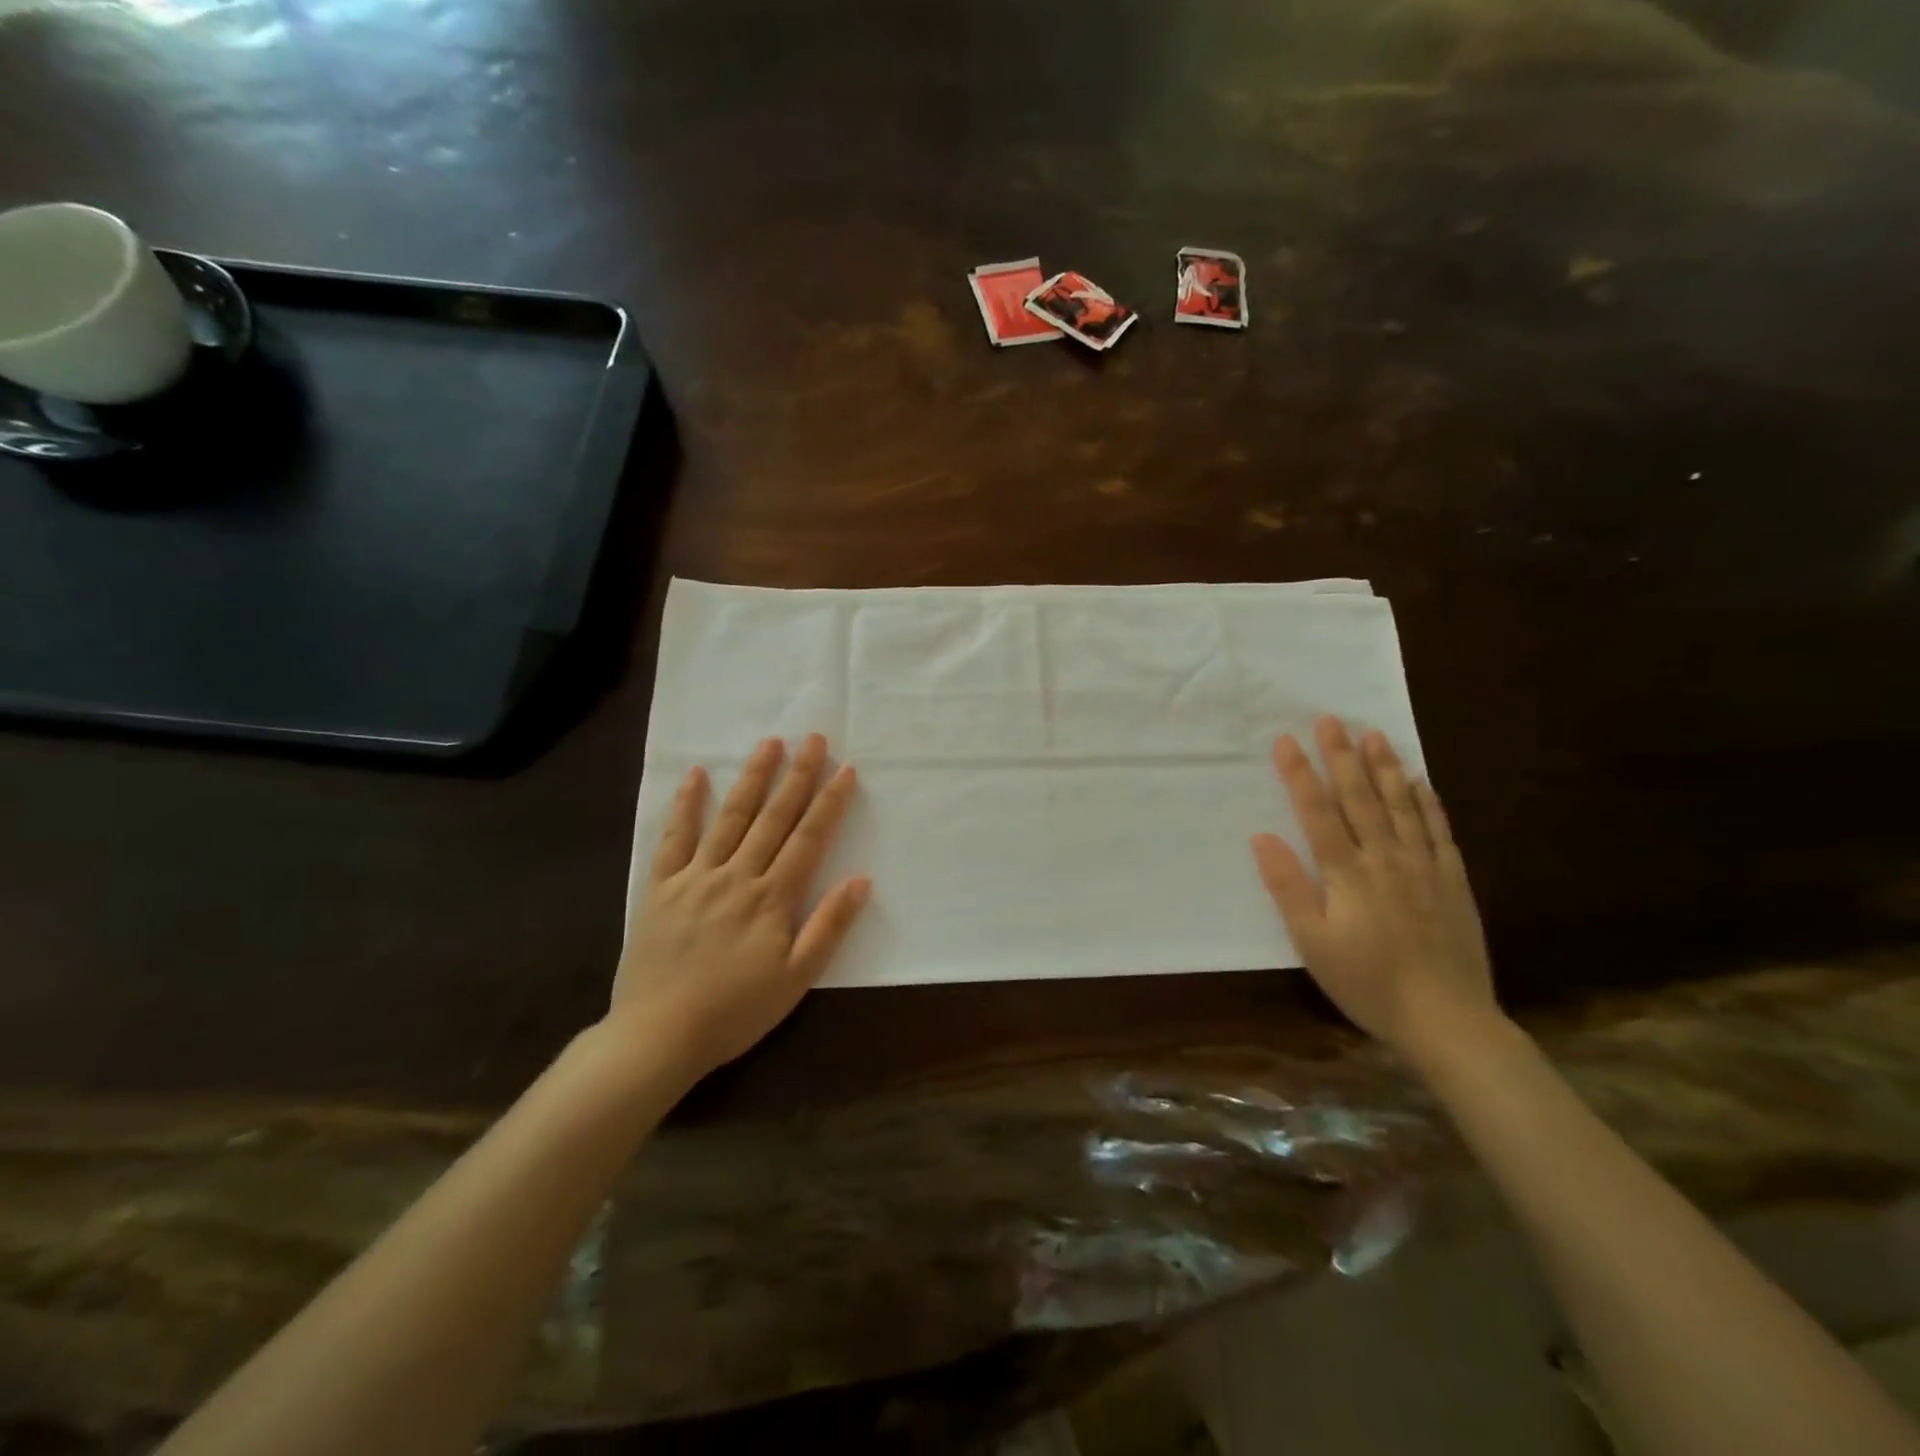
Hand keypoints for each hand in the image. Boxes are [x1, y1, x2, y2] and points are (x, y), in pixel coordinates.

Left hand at [607, 734, 869, 1080]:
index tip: (846, 769)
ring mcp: (696, 877)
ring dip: (752, 778)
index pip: (808, 839)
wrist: (658, 1036)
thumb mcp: (796, 979)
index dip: (829, 803)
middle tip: (813, 739)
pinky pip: (674, 838)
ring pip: (730, 818)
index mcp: (772, 898)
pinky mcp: (661, 887)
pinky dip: (685, 805)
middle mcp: (737, 876)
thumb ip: (828, 926)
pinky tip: (696, 775)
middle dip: (797, 776)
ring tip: (769, 743)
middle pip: (773, 818)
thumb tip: (860, 880)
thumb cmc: (735, 1011)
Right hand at [1250, 716, 1501, 1066]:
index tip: (1286, 739)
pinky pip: (1439, 831)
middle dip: (1342, 756)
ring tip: (1374, 735)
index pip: (1318, 812)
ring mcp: (1424, 867)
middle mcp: (1386, 858)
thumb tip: (1262, 836)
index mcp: (1347, 873)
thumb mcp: (1312, 943)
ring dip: (1385, 768)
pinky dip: (1427, 803)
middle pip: (1360, 798)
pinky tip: (1420, 783)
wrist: (1447, 1020)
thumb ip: (1288, 887)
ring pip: (1402, 805)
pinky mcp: (1453, 881)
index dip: (1300, 774)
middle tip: (1331, 719)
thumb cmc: (1367, 982)